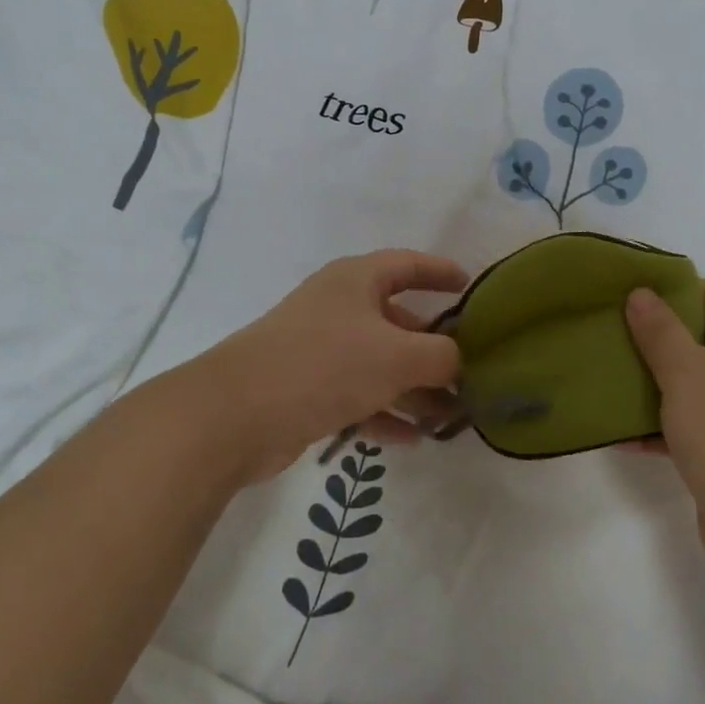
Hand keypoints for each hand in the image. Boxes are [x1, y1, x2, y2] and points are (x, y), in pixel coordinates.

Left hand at [177, 250, 467, 486]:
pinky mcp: (306, 388)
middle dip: (433, 349)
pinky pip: (357, 395)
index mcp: (356, 281)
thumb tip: (457, 362)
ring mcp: (320, 349)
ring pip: (379, 363)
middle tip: (468, 372)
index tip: (469, 286)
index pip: (408, 265)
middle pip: (397, 321)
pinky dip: (384, 413)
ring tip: (449, 416)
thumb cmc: (325, 365)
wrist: (235, 414)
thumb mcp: (397, 356)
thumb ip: (441, 356)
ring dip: (414, 388)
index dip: (440, 272)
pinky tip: (412, 439)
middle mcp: (338, 308)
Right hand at [624, 281, 704, 584]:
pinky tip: (618, 430)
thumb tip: (640, 293)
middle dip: (651, 337)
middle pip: (698, 336)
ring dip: (650, 381)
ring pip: (690, 381)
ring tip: (602, 376)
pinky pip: (689, 421)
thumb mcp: (688, 373)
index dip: (668, 291)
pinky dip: (658, 423)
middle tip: (604, 334)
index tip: (622, 296)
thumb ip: (660, 331)